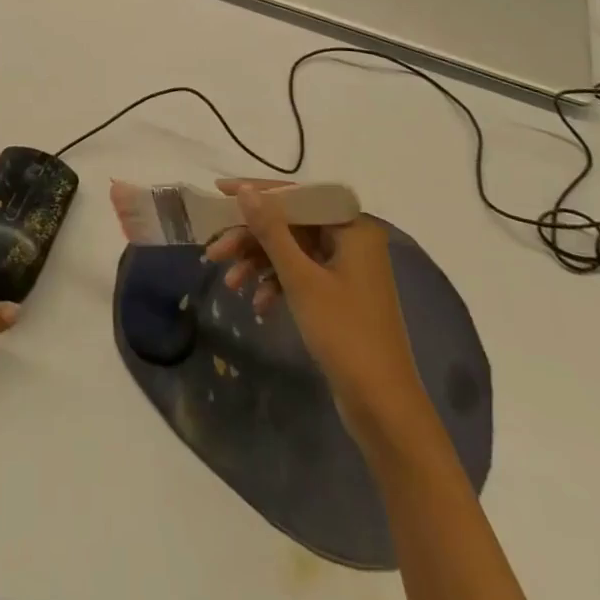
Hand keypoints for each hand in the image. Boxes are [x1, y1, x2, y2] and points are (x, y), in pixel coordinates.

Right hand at [205, 179, 434, 445]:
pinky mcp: (338, 295)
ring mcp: (345, 269)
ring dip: (258, 263)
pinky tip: (257, 304)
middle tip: (215, 252)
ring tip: (231, 284)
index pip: (297, 195)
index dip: (256, 192)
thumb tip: (245, 190)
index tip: (218, 190)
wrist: (383, 409)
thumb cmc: (345, 335)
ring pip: (291, 250)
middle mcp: (351, 240)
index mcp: (352, 228)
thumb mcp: (301, 279)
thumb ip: (271, 231)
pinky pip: (300, 274)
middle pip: (290, 224)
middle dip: (251, 238)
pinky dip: (276, 284)